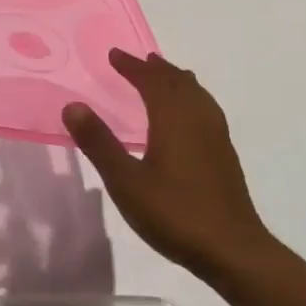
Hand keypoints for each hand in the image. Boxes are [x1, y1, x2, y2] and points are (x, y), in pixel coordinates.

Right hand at [62, 49, 267, 276]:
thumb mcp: (126, 182)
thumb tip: (73, 105)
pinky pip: (207, 110)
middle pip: (178, 83)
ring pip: (197, 95)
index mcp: (174, 119)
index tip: (115, 54)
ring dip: (178, 81)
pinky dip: (193, 99)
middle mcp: (198, 119)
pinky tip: (190, 118)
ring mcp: (216, 137)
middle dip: (156, 69)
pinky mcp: (225, 156)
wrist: (233, 250)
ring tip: (167, 76)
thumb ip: (99, 143)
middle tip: (139, 60)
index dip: (133, 66)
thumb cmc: (175, 214)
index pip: (152, 81)